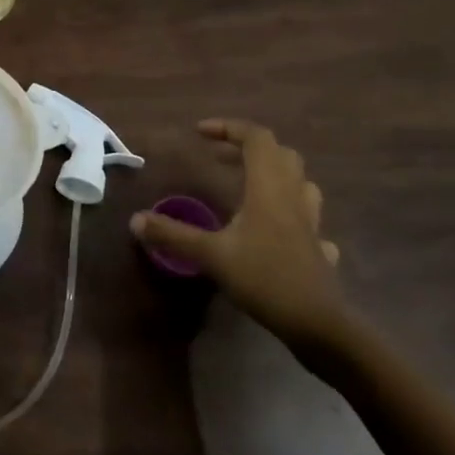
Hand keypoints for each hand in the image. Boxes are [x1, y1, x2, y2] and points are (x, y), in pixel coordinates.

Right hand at [131, 119, 350, 357]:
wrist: (319, 326)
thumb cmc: (265, 279)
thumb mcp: (211, 256)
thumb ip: (173, 235)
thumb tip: (135, 220)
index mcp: (268, 189)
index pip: (256, 139)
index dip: (229, 128)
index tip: (200, 133)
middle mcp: (293, 198)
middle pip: (280, 155)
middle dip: (248, 148)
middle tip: (219, 158)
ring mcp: (311, 224)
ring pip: (299, 183)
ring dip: (274, 175)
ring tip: (248, 186)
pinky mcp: (318, 249)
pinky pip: (307, 220)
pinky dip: (290, 215)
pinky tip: (276, 232)